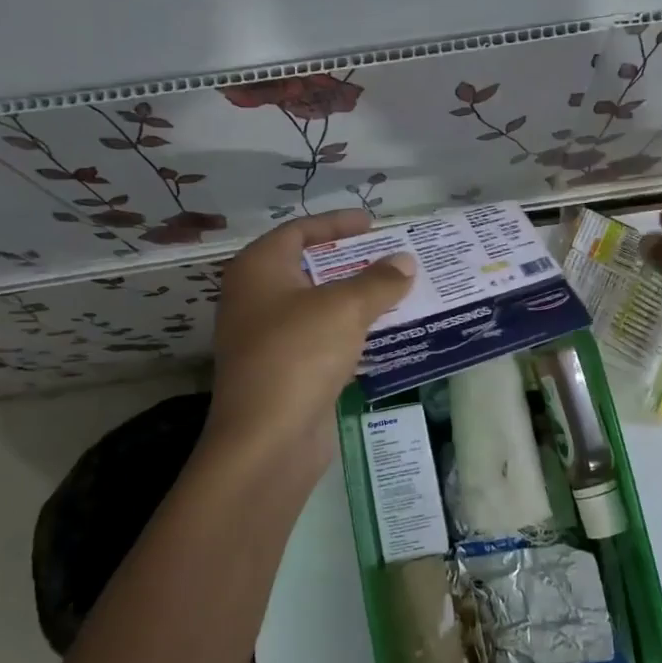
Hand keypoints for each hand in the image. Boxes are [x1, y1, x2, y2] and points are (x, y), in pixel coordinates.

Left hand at [206, 211, 415, 460]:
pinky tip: (385, 334)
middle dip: (353, 263)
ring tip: (399, 293)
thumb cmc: (299, 354)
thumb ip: (379, 281)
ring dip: (357, 300)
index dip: (336, 223)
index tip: (373, 224)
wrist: (268, 439)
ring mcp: (269, 338)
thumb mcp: (345, 308)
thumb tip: (405, 262)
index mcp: (259, 270)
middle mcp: (256, 299)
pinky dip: (351, 334)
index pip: (298, 231)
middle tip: (393, 258)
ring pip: (320, 308)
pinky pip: (324, 341)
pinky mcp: (286, 372)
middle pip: (310, 268)